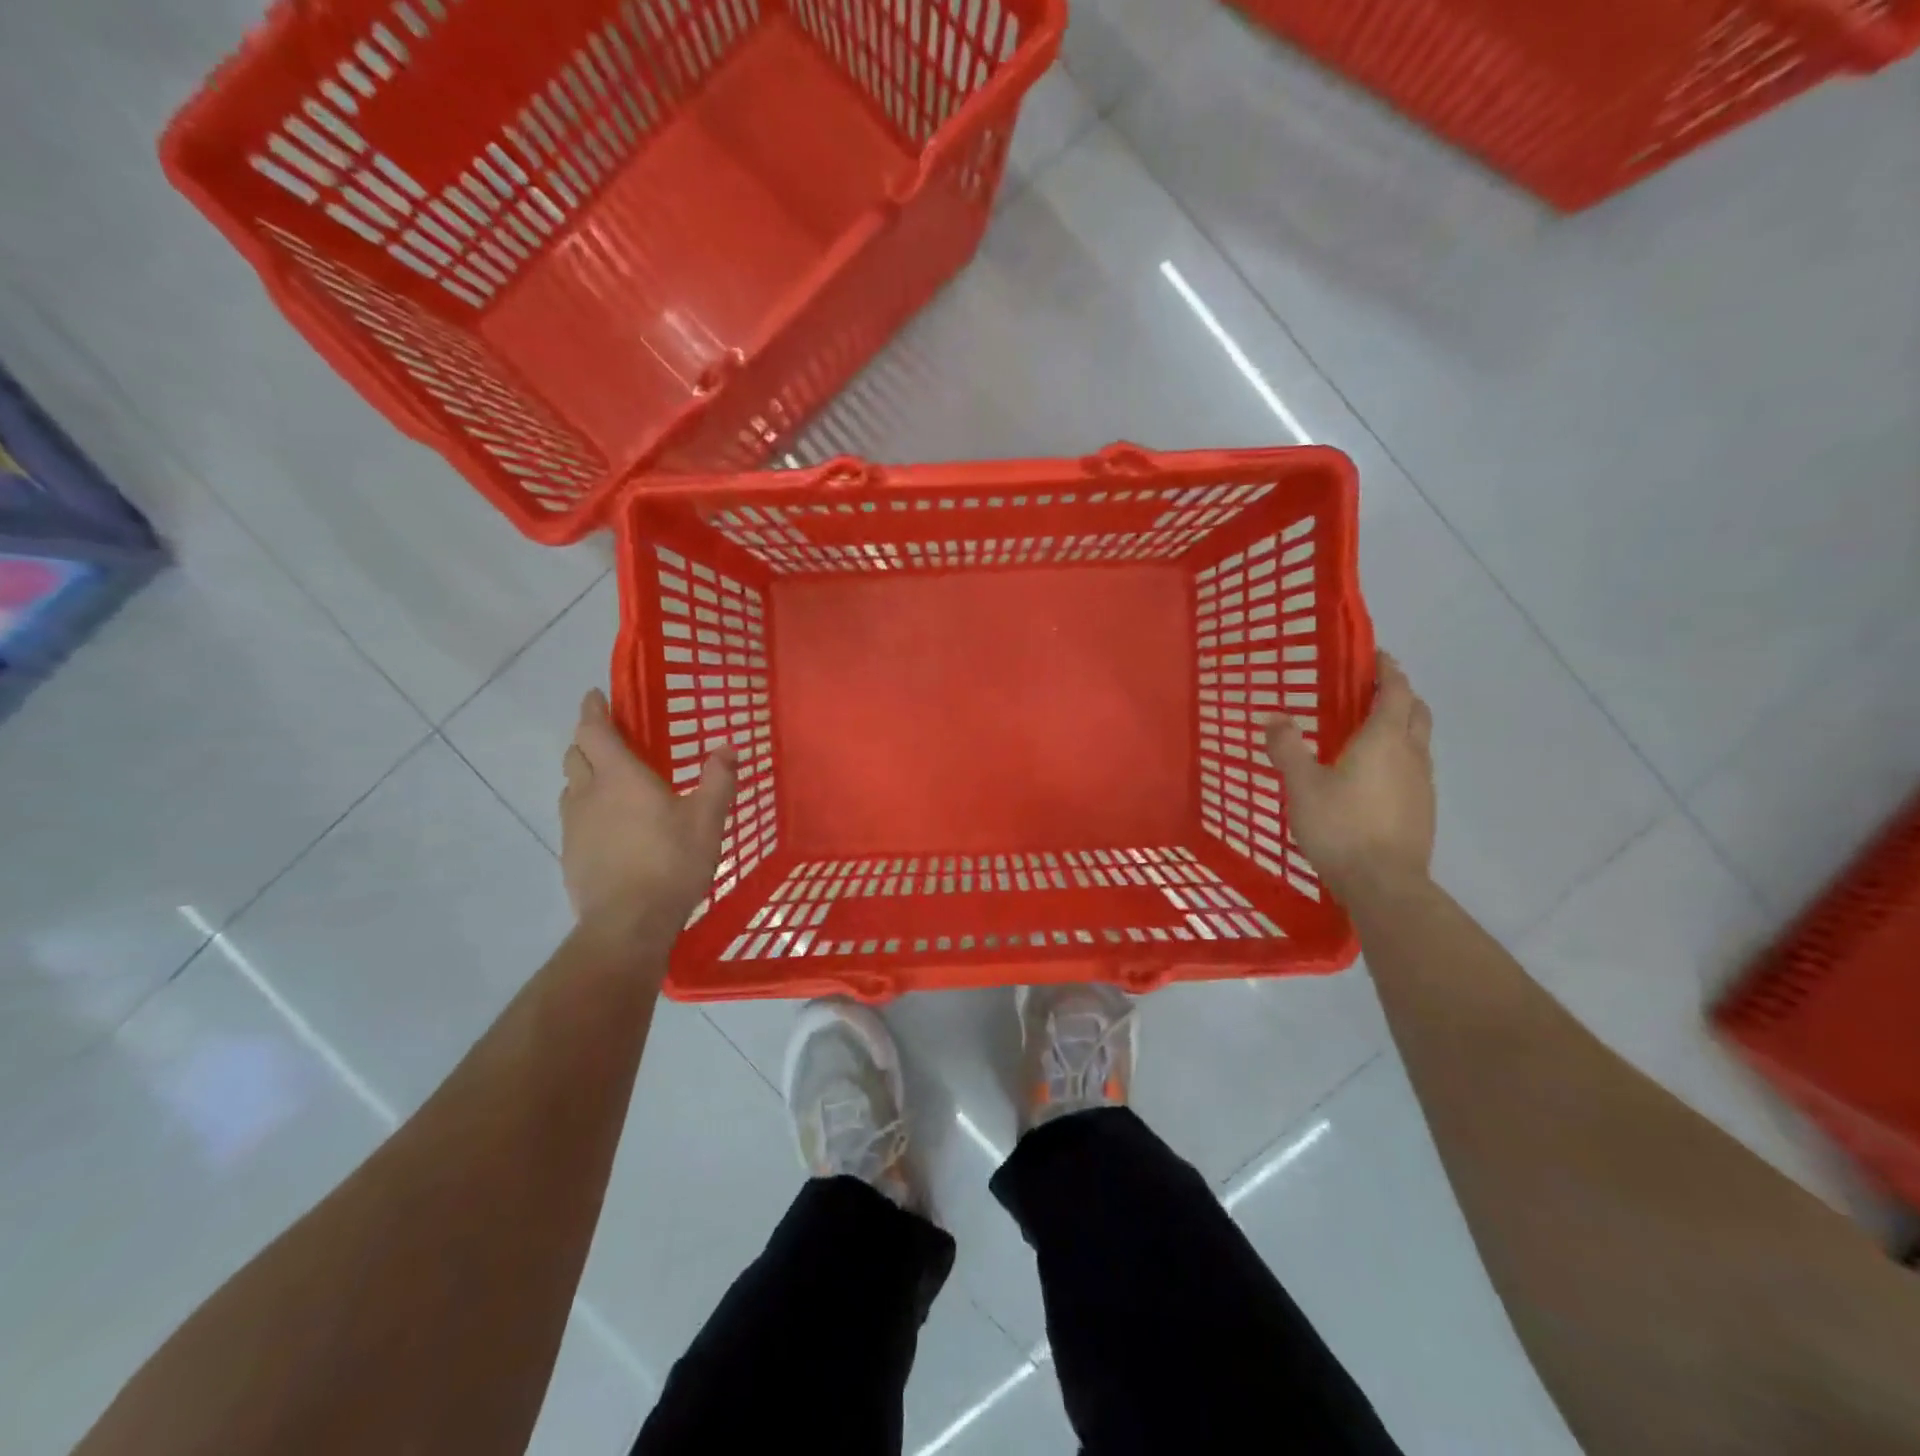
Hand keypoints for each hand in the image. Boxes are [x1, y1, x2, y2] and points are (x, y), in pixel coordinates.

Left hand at [560, 689, 736, 955]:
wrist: (628, 923)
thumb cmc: (671, 862)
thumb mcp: (708, 819)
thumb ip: (718, 780)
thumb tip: (728, 747)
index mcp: (619, 776)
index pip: (593, 730)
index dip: (592, 709)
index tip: (595, 696)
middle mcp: (588, 793)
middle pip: (575, 755)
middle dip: (588, 740)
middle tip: (610, 739)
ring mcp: (574, 826)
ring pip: (571, 788)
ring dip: (585, 776)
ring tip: (611, 784)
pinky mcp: (570, 855)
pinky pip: (574, 819)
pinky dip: (588, 810)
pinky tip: (611, 829)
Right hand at [1263, 651, 1434, 897]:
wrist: (1384, 884)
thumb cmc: (1340, 826)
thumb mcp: (1301, 785)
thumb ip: (1287, 748)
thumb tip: (1273, 716)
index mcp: (1384, 739)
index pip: (1394, 691)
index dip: (1387, 670)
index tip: (1376, 655)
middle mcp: (1411, 754)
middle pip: (1415, 712)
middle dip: (1399, 694)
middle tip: (1372, 691)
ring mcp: (1422, 784)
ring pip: (1418, 741)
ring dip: (1401, 726)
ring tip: (1370, 732)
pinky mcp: (1422, 810)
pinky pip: (1414, 768)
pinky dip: (1400, 756)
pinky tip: (1375, 776)